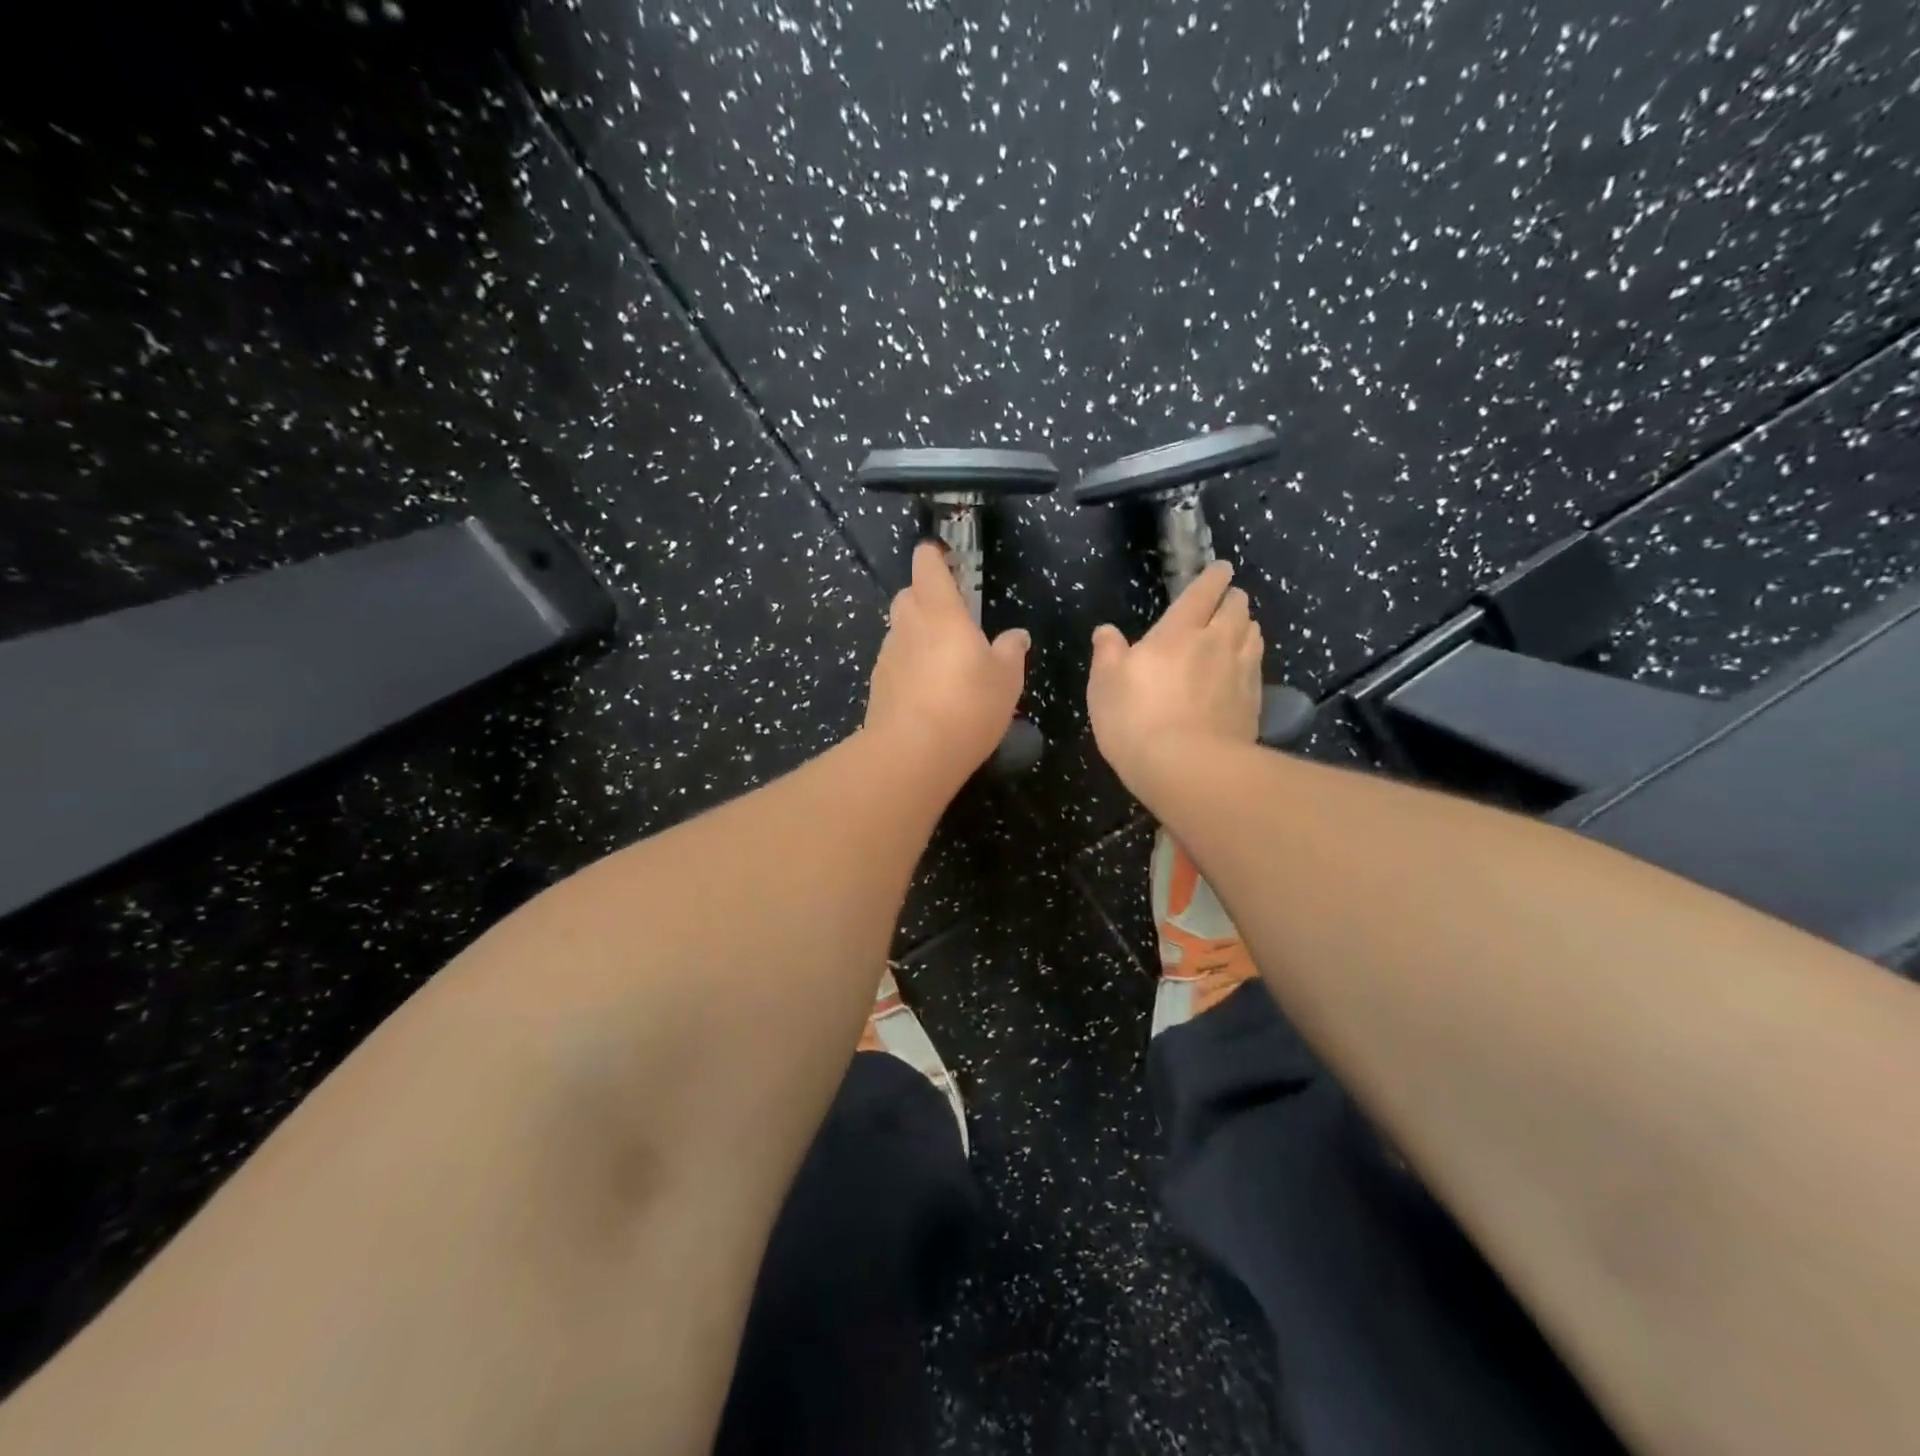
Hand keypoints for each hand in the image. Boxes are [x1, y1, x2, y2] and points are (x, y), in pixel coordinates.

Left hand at [864, 541, 1029, 781]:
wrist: (912, 753)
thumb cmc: (968, 705)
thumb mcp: (1006, 679)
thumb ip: (1010, 652)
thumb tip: (1016, 636)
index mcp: (941, 612)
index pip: (927, 565)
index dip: (935, 557)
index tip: (947, 560)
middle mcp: (909, 626)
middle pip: (908, 595)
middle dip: (925, 597)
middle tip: (951, 618)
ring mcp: (888, 656)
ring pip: (900, 631)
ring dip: (917, 635)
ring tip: (942, 661)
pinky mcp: (878, 685)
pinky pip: (895, 663)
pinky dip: (909, 666)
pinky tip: (926, 692)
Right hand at [1086, 561, 1261, 787]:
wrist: (1187, 768)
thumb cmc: (1136, 720)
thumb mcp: (1104, 685)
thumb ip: (1108, 652)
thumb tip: (1106, 631)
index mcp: (1179, 631)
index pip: (1204, 590)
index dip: (1213, 576)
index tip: (1220, 569)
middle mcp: (1217, 642)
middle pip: (1238, 607)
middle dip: (1232, 599)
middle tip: (1222, 604)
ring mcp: (1241, 672)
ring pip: (1254, 634)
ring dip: (1245, 627)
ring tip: (1235, 632)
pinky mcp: (1254, 702)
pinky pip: (1256, 667)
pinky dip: (1250, 660)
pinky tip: (1240, 672)